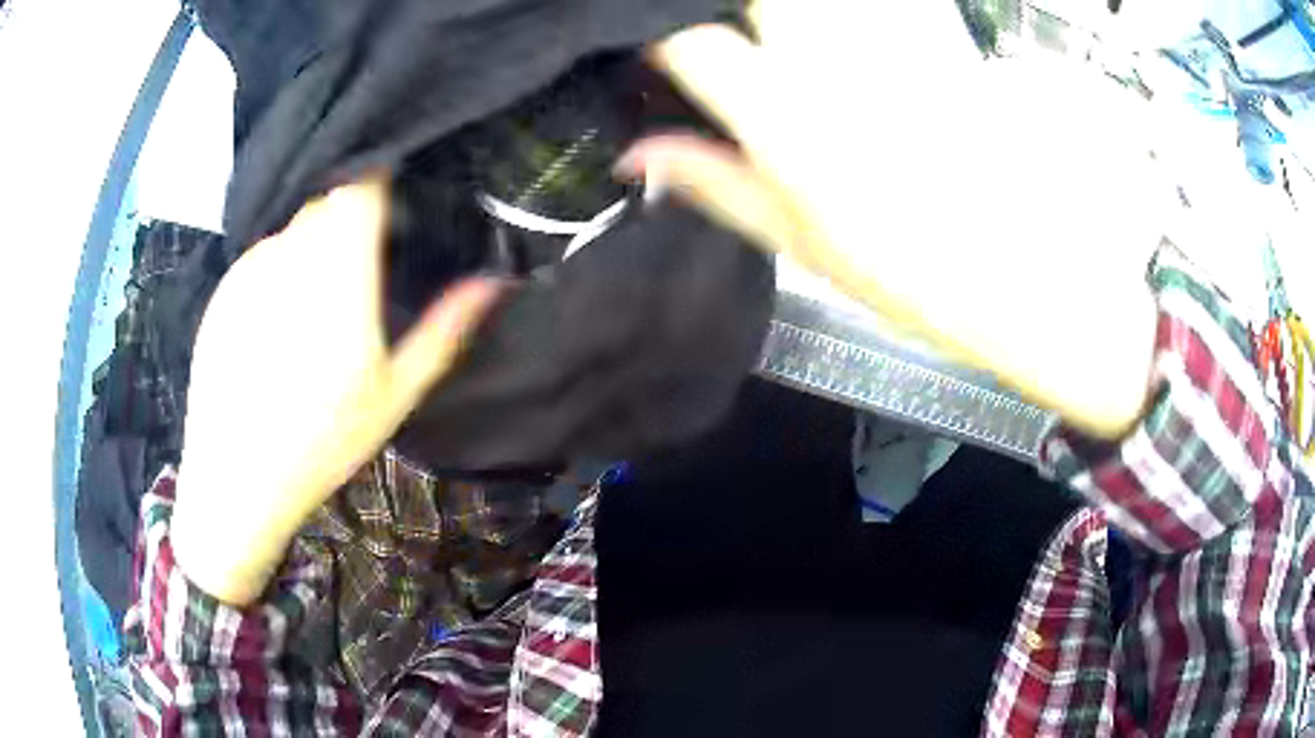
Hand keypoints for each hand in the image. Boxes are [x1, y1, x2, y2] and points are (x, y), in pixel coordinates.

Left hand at [171, 178, 500, 604]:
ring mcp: (252, 272)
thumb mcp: (395, 396)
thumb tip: (493, 282)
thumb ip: (443, 330)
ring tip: (317, 302)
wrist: (237, 477)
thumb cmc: (323, 443)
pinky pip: (263, 253)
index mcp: (342, 282)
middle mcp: (293, 261)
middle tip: (361, 266)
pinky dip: (280, 265)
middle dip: (350, 217)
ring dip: (315, 241)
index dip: (380, 182)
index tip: (394, 203)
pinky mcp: (225, 287)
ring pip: (295, 225)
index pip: (360, 190)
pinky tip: (278, 321)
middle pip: (329, 201)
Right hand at [630, 0, 1166, 436]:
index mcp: (791, 118)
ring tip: (803, 58)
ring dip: (795, 21)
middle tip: (740, 51)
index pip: (693, 43)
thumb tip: (637, 157)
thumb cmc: (922, 273)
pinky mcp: (941, 31)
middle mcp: (838, 58)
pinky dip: (856, 19)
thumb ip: (716, 185)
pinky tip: (855, 45)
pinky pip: (887, 4)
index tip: (667, 62)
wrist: (1035, 268)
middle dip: (736, 20)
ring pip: (815, 1)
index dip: (665, 44)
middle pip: (758, 0)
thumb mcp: (805, 245)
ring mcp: (894, 37)